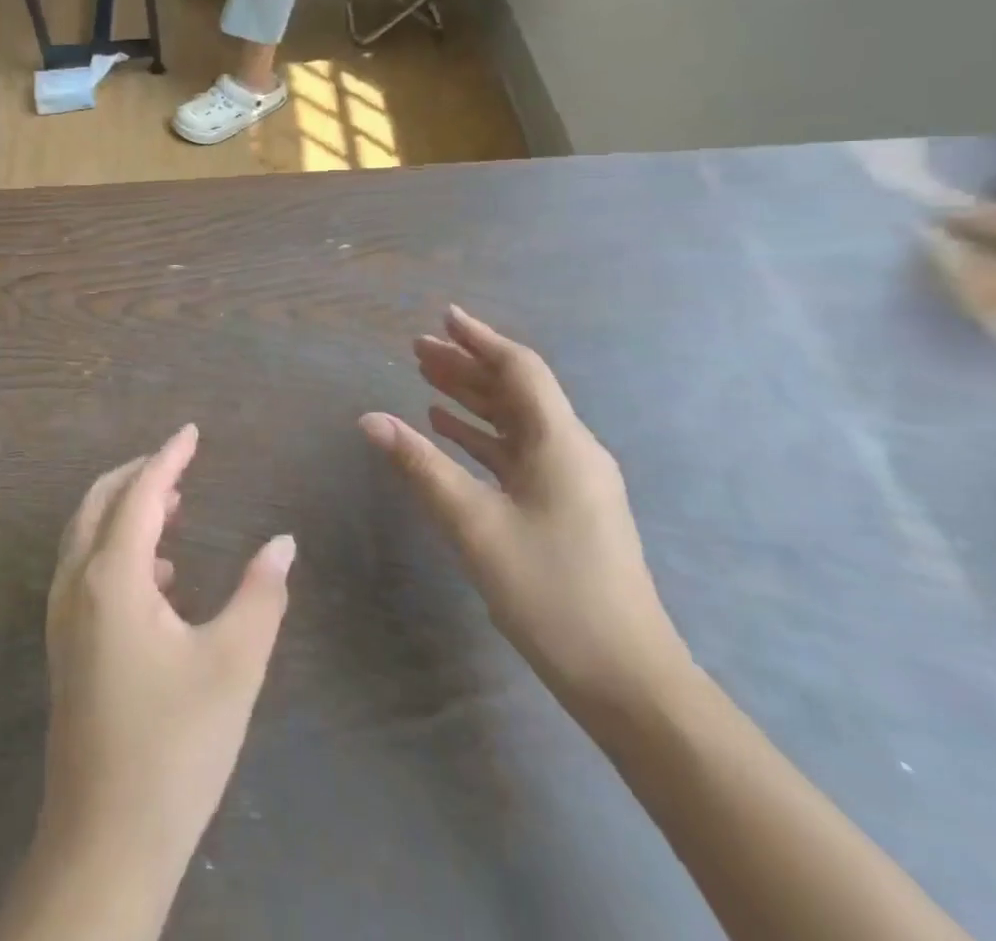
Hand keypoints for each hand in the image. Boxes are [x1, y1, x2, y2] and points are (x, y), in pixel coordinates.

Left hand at [41, 425, 294, 868]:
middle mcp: (77, 584)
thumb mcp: (233, 665)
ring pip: (86, 535)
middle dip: (137, 474)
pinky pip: (85, 568)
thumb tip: (283, 542)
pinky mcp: (65, 646)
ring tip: (172, 508)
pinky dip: (116, 547)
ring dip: (124, 509)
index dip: (168, 456)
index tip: (191, 431)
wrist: (105, 841)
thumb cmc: (175, 746)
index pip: (139, 493)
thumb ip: (261, 594)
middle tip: (179, 464)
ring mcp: (63, 617)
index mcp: (112, 577)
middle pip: (99, 502)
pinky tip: (159, 576)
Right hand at [360, 307, 690, 714]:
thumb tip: (369, 418)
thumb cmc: (550, 591)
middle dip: (467, 366)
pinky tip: (449, 433)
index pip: (519, 370)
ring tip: (425, 381)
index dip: (480, 339)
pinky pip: (519, 453)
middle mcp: (572, 451)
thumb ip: (421, 465)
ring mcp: (573, 482)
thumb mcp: (474, 524)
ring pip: (516, 423)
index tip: (444, 317)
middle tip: (417, 348)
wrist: (626, 678)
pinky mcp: (567, 508)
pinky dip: (482, 436)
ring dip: (472, 400)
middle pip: (516, 392)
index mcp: (561, 443)